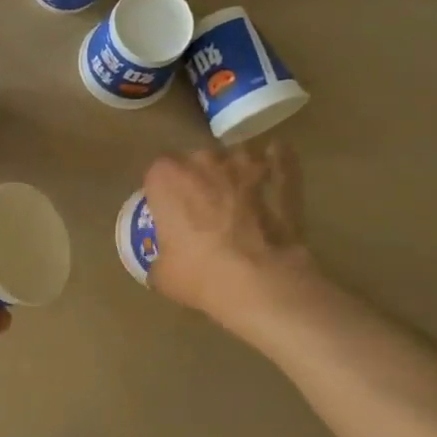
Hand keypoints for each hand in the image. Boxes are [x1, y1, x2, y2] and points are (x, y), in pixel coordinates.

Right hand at [143, 144, 314, 334]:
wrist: (259, 280)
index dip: (162, 190)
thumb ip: (161, 256)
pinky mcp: (280, 177)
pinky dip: (276, 163)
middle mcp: (203, 161)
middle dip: (197, 178)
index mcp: (166, 177)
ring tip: (237, 194)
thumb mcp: (163, 274)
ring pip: (235, 156)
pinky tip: (277, 167)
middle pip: (196, 160)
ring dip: (234, 170)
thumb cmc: (200, 274)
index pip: (157, 172)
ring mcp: (244, 165)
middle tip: (201, 207)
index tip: (167, 210)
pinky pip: (278, 161)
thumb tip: (165, 262)